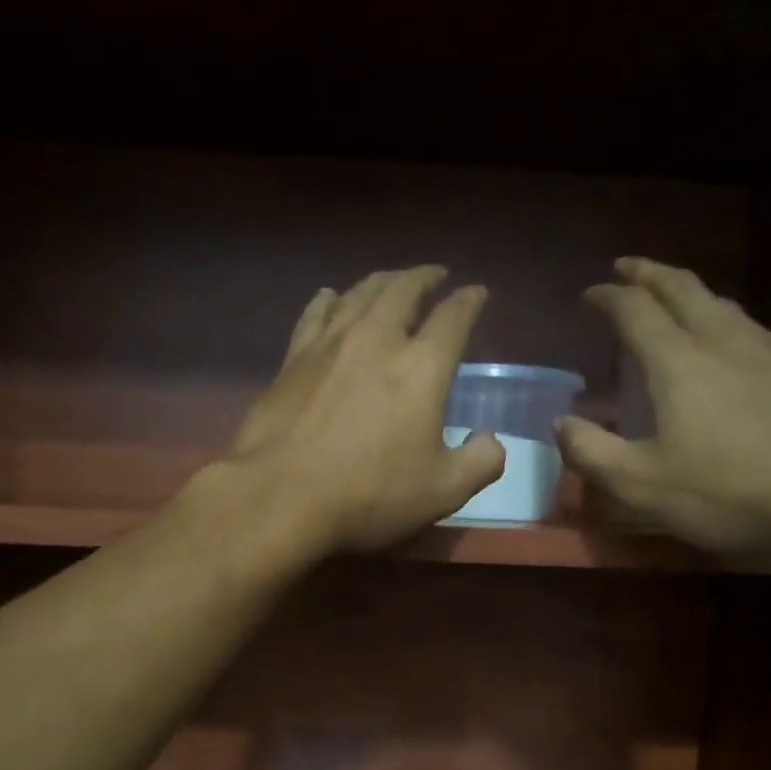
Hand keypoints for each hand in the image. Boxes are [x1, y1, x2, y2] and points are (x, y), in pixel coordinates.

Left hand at [224, 266, 505, 553]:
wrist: (280, 495)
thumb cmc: (368, 495)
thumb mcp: (442, 492)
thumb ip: (480, 463)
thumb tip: (490, 441)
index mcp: (421, 367)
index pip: (453, 318)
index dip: (470, 300)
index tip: (477, 292)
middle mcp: (377, 340)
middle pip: (403, 289)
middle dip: (424, 277)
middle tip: (434, 274)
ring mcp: (329, 345)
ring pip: (358, 293)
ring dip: (381, 281)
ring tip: (391, 280)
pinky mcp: (292, 360)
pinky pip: (315, 313)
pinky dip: (329, 300)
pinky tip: (330, 297)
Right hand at [557, 258, 770, 556]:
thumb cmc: (727, 493)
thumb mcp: (640, 485)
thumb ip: (591, 452)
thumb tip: (561, 423)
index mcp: (678, 361)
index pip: (634, 310)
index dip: (607, 297)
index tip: (588, 293)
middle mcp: (723, 340)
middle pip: (682, 288)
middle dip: (649, 273)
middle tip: (627, 267)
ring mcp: (770, 351)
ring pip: (722, 303)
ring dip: (688, 292)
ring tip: (673, 299)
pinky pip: (751, 327)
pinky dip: (723, 319)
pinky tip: (729, 342)